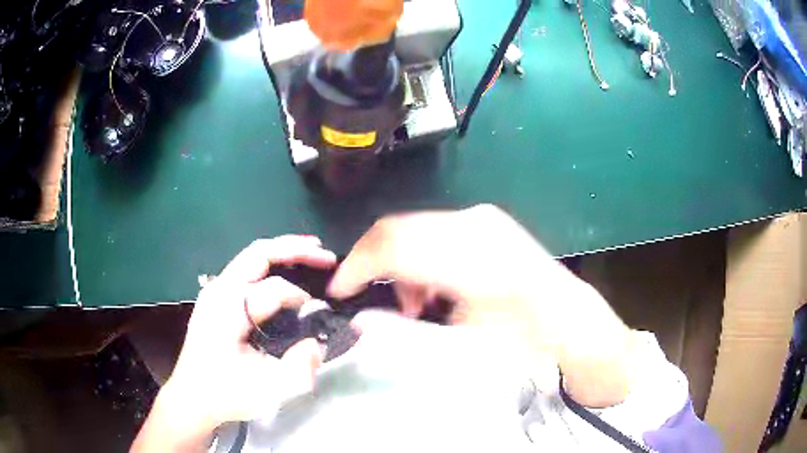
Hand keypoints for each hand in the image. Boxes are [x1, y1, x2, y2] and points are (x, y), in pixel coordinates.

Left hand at [132, 236, 336, 452]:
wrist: (192, 398)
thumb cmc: (227, 394)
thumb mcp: (269, 391)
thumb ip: (301, 367)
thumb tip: (317, 342)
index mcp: (227, 311)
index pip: (273, 289)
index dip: (302, 299)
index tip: (321, 316)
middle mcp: (218, 291)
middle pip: (258, 253)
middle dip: (295, 249)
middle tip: (326, 256)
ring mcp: (214, 291)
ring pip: (252, 256)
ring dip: (283, 251)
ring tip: (312, 252)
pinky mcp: (215, 297)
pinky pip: (247, 269)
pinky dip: (271, 263)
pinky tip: (287, 269)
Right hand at [329, 205, 632, 406]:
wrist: (565, 318)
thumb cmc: (520, 339)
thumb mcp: (461, 345)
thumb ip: (404, 330)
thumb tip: (361, 321)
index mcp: (468, 259)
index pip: (391, 247)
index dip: (356, 267)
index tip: (340, 290)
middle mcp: (472, 225)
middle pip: (397, 229)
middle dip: (374, 265)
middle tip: (378, 300)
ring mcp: (481, 218)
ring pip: (413, 228)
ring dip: (400, 262)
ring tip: (416, 302)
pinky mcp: (485, 220)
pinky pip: (434, 230)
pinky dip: (421, 255)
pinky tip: (435, 285)